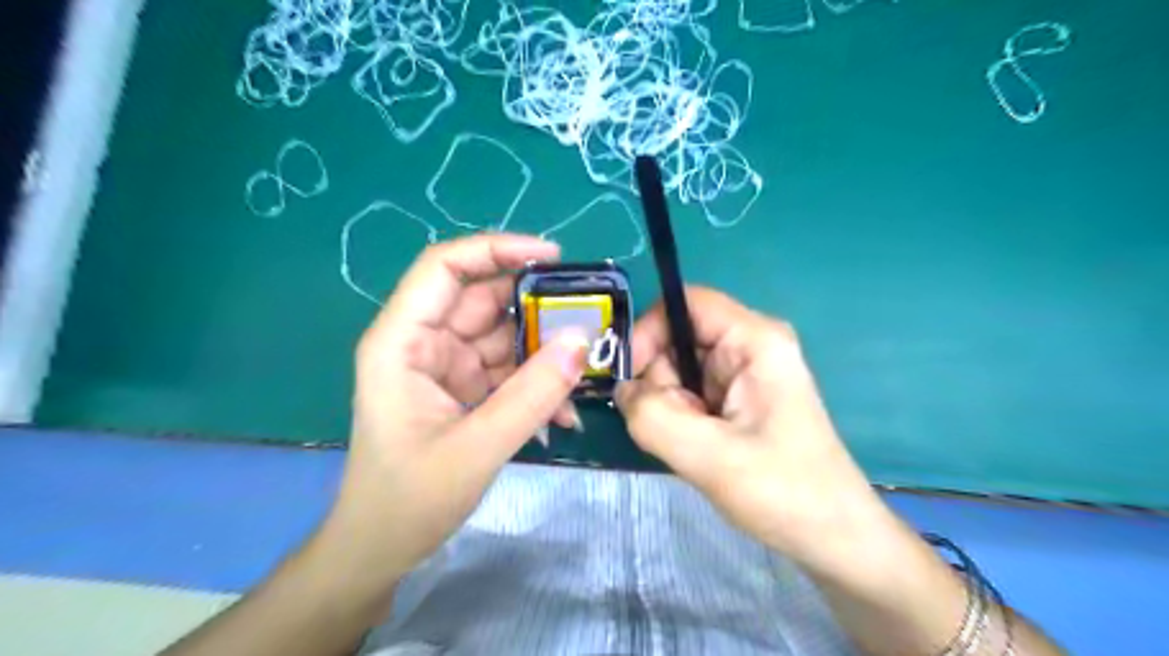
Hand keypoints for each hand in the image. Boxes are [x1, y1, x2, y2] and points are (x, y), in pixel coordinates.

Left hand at [324, 233, 588, 584]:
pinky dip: (536, 383)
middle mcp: (423, 342)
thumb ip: (531, 396)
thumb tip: (581, 342)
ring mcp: (446, 365)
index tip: (552, 257)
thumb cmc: (409, 500)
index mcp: (403, 341)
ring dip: (543, 351)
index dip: (496, 249)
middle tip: (589, 317)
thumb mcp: (476, 448)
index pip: (445, 268)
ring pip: (503, 335)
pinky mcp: (464, 388)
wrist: (382, 549)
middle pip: (483, 298)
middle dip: (536, 306)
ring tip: (584, 371)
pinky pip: (507, 369)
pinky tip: (563, 412)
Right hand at [614, 290, 890, 576]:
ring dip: (670, 406)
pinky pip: (689, 393)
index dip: (649, 330)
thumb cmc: (784, 491)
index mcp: (755, 340)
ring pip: (679, 370)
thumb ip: (653, 417)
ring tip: (692, 445)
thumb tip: (623, 390)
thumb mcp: (711, 456)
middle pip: (678, 339)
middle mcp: (749, 346)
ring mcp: (744, 374)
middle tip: (671, 428)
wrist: (831, 537)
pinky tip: (699, 449)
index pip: (685, 303)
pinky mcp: (737, 398)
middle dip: (660, 381)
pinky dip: (680, 418)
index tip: (629, 379)